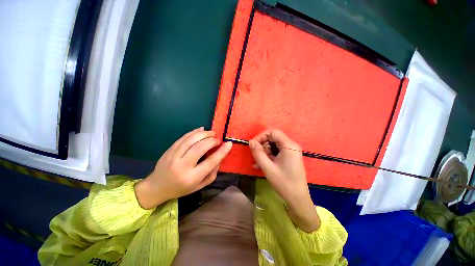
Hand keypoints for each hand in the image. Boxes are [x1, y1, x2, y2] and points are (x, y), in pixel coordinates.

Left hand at [135, 127, 232, 208]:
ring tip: (212, 133)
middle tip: (217, 139)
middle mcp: (182, 166)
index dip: (221, 152)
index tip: (229, 144)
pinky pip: (183, 137)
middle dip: (212, 141)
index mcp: (191, 178)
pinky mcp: (169, 149)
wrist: (156, 187)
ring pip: (191, 140)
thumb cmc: (181, 188)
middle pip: (200, 148)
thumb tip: (219, 158)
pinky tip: (201, 129)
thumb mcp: (199, 186)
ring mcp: (173, 156)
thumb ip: (212, 173)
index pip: (210, 162)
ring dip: (204, 134)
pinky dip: (194, 132)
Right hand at [249, 129, 319, 231]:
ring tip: (257, 163)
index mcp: (289, 146)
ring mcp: (291, 152)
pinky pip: (276, 153)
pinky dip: (268, 157)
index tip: (253, 144)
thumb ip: (258, 153)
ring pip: (273, 146)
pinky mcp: (289, 158)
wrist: (298, 199)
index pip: (273, 132)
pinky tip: (260, 166)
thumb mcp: (267, 167)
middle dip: (262, 146)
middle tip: (256, 156)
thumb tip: (251, 141)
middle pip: (273, 138)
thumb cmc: (284, 183)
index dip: (261, 136)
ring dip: (264, 153)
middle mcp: (291, 146)